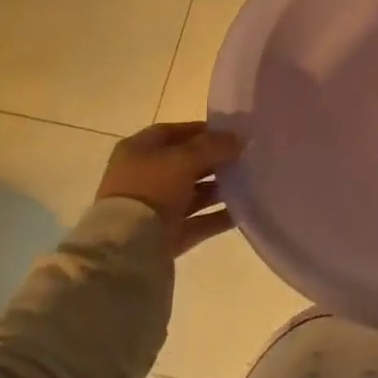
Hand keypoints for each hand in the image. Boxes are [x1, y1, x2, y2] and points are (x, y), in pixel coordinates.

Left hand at [95, 121, 242, 256]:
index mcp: (138, 151)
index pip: (173, 133)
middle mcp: (144, 177)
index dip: (202, 131)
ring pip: (193, 194)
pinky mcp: (166, 235)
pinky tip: (243, 211)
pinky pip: (198, 222)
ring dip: (219, 189)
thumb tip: (239, 138)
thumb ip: (213, 146)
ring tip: (249, 183)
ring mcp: (155, 208)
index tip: (232, 133)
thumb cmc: (151, 188)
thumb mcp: (184, 158)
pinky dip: (218, 217)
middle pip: (185, 163)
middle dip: (214, 161)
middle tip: (244, 158)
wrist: (128, 246)